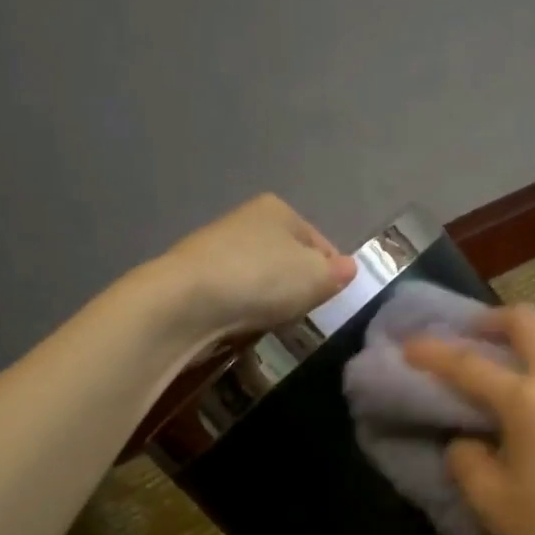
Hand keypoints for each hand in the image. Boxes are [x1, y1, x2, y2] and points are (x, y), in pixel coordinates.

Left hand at [157, 195, 355, 350]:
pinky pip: (234, 294)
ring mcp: (217, 246)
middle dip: (297, 286)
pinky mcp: (196, 276)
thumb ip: (337, 273)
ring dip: (269, 299)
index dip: (331, 273)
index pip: (320, 242)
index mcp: (279, 210)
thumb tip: (348, 268)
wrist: (187, 301)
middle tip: (302, 315)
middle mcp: (246, 219)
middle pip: (288, 258)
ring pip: (260, 277)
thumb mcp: (316, 277)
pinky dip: (242, 309)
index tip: (331, 301)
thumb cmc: (262, 280)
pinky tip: (242, 324)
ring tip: (271, 322)